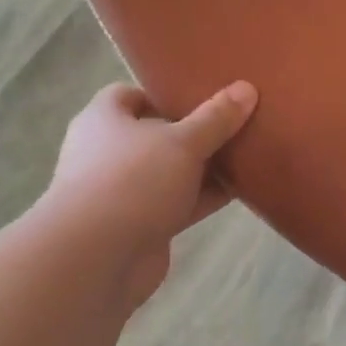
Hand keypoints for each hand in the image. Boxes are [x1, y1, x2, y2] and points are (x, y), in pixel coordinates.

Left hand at [38, 80, 257, 305]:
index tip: (201, 96)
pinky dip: (205, 198)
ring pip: (171, 173)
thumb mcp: (182, 142)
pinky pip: (179, 204)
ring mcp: (124, 192)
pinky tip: (241, 192)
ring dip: (204, 169)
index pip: (129, 95)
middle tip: (235, 124)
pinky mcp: (142, 225)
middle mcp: (109, 153)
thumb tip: (246, 88)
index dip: (163, 94)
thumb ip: (216, 118)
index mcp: (104, 120)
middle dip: (194, 133)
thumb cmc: (132, 181)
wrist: (97, 257)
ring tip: (248, 156)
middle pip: (156, 135)